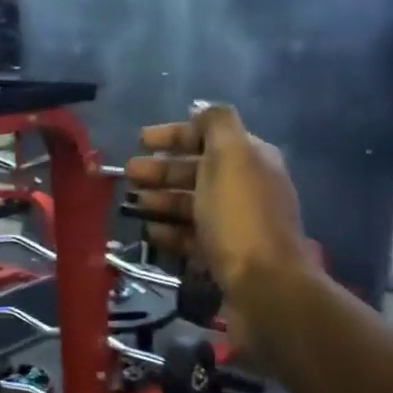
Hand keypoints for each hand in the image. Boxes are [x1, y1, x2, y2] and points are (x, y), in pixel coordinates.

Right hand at [127, 105, 313, 327]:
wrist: (265, 285)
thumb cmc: (240, 216)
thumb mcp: (230, 157)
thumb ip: (216, 124)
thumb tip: (200, 107)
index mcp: (252, 159)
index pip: (209, 136)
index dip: (174, 134)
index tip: (140, 140)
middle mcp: (247, 188)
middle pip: (197, 171)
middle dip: (161, 169)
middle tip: (128, 174)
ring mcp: (236, 225)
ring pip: (192, 204)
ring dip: (161, 199)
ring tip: (132, 202)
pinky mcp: (225, 256)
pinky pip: (192, 236)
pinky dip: (170, 230)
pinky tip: (149, 230)